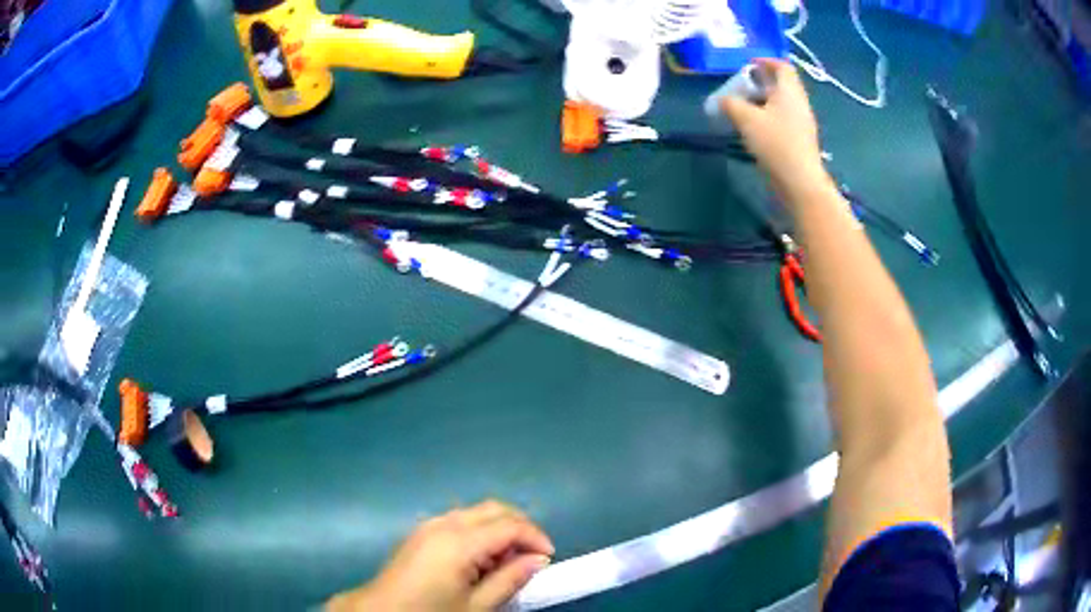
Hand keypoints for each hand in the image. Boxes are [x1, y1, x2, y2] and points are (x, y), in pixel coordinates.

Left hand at [327, 500, 553, 611]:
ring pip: (477, 512)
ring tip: (508, 561)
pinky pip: (460, 521)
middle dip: (520, 527)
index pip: (510, 525)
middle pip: (494, 508)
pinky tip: (482, 559)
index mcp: (459, 541)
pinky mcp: (421, 532)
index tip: (549, 559)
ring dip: (500, 529)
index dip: (536, 537)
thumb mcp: (476, 606)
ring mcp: (429, 525)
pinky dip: (480, 531)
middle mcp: (444, 523)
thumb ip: (509, 580)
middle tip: (533, 556)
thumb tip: (537, 561)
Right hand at [719, 59, 831, 200]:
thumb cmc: (775, 143)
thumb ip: (731, 104)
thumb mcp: (746, 119)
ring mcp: (802, 123)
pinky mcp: (800, 141)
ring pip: (782, 103)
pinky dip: (769, 117)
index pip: (782, 66)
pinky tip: (754, 128)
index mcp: (789, 92)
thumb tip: (723, 99)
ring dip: (763, 101)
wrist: (800, 182)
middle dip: (761, 82)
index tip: (748, 65)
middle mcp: (799, 103)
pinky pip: (783, 120)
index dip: (765, 61)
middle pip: (782, 85)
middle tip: (741, 87)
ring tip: (744, 107)